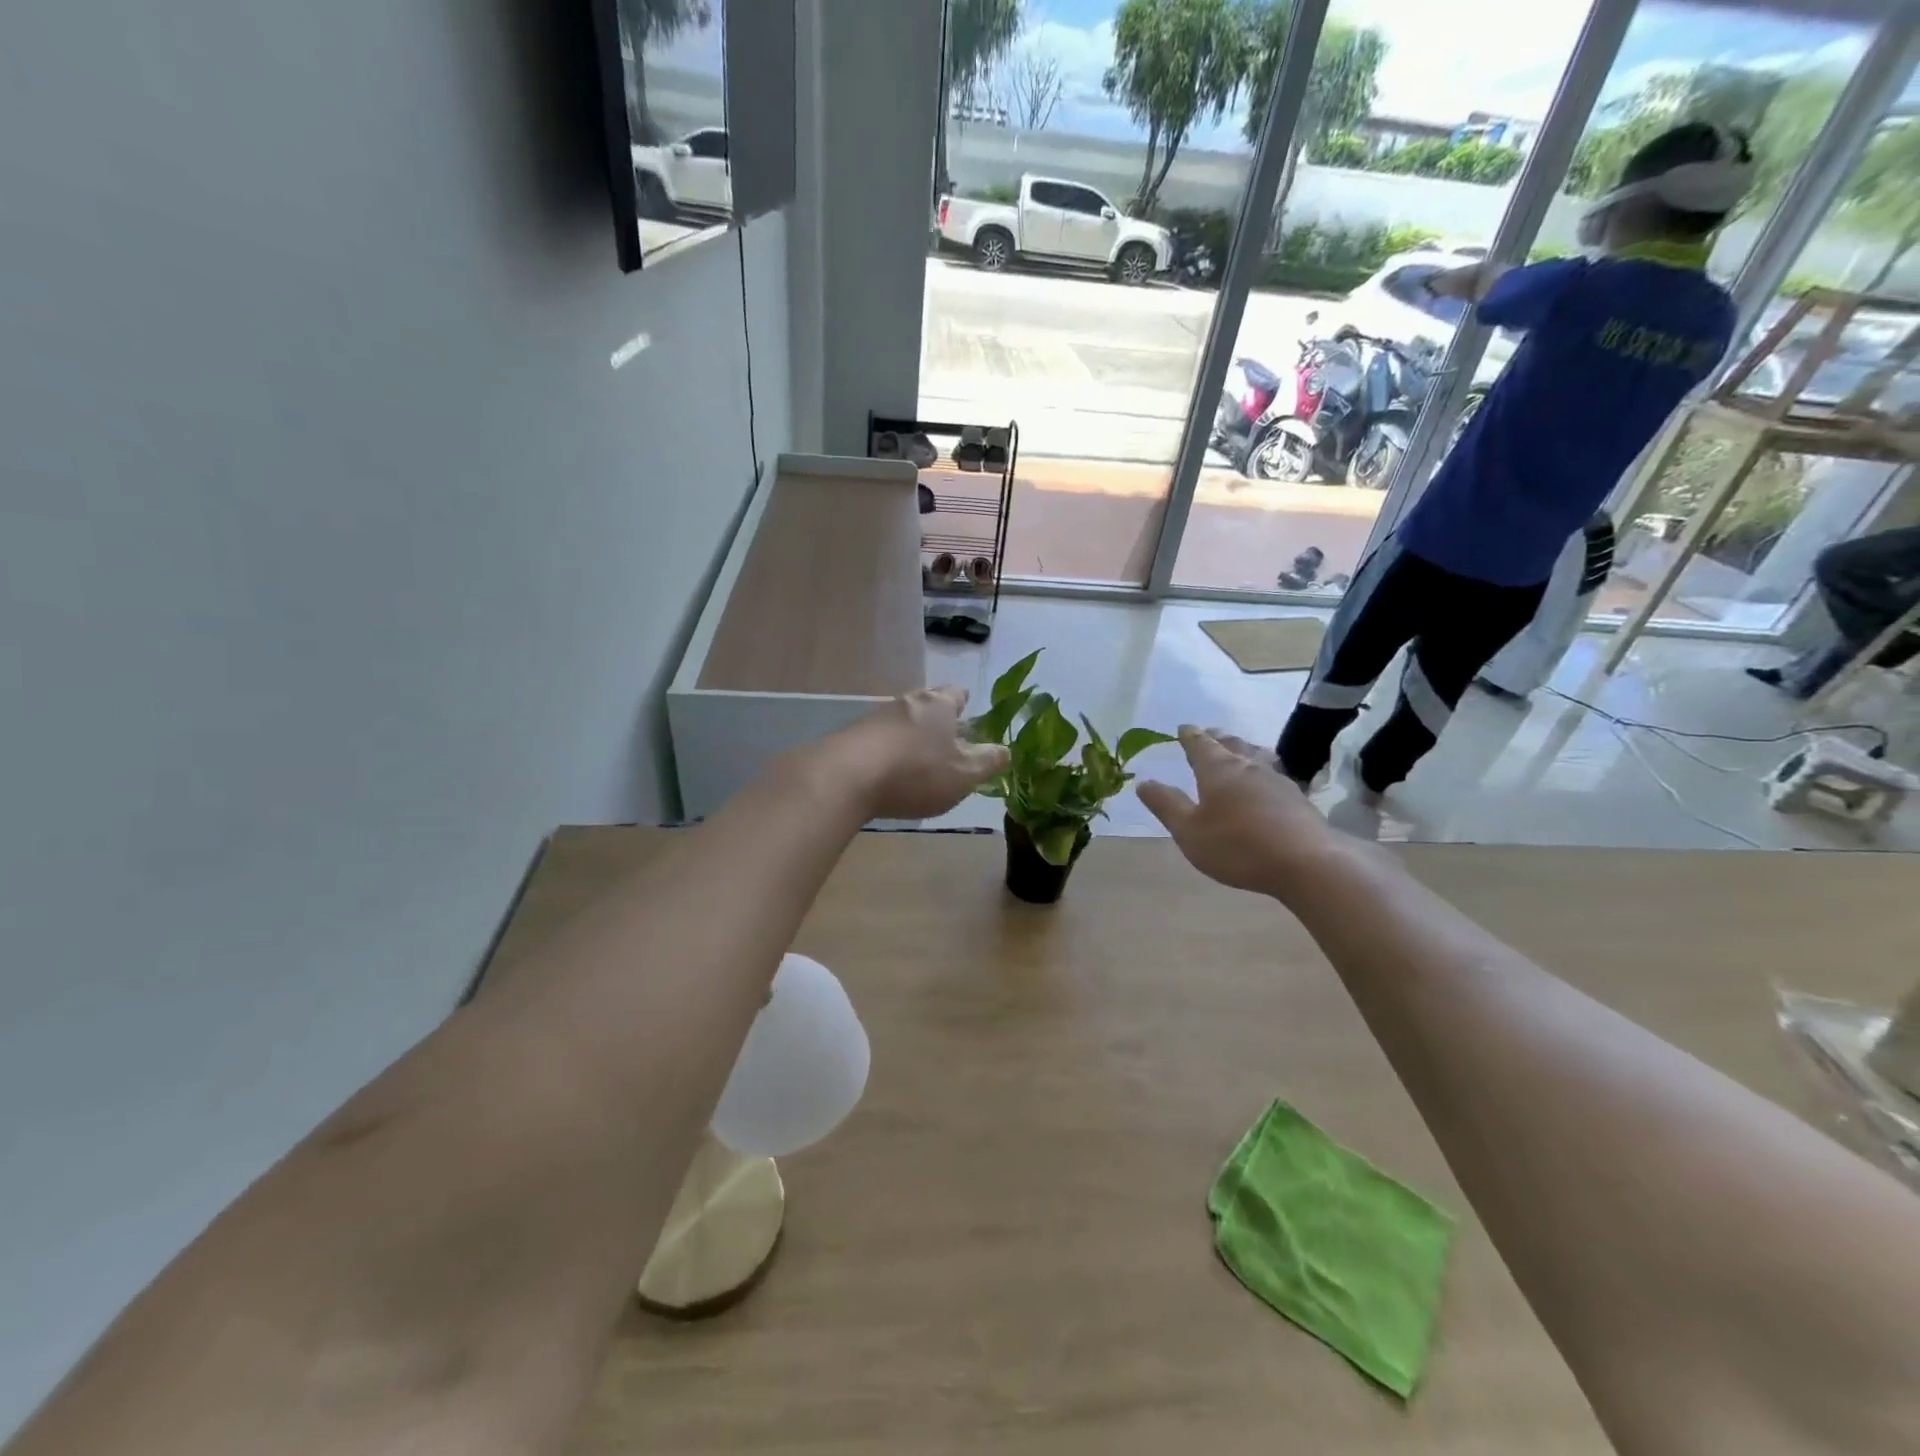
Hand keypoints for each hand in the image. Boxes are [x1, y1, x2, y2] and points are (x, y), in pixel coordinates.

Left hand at [826, 686, 1009, 819]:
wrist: (847, 777)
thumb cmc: (917, 772)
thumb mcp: (964, 774)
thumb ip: (987, 762)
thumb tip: (1006, 750)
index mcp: (939, 705)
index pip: (957, 693)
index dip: (964, 702)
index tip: (968, 712)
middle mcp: (907, 702)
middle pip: (927, 703)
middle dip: (937, 718)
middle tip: (946, 737)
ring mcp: (875, 717)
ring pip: (901, 720)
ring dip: (910, 734)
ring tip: (918, 756)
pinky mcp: (851, 736)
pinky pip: (878, 738)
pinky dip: (888, 749)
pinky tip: (888, 770)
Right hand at [1136, 727, 1342, 897]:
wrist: (1306, 863)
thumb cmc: (1238, 846)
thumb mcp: (1189, 830)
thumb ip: (1166, 805)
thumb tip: (1143, 782)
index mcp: (1218, 769)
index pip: (1200, 744)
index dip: (1189, 735)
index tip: (1183, 728)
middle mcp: (1248, 766)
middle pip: (1231, 744)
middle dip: (1217, 738)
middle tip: (1209, 734)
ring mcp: (1277, 780)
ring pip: (1257, 755)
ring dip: (1244, 750)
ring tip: (1239, 750)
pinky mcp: (1298, 798)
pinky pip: (1275, 774)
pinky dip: (1263, 771)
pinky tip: (1267, 782)